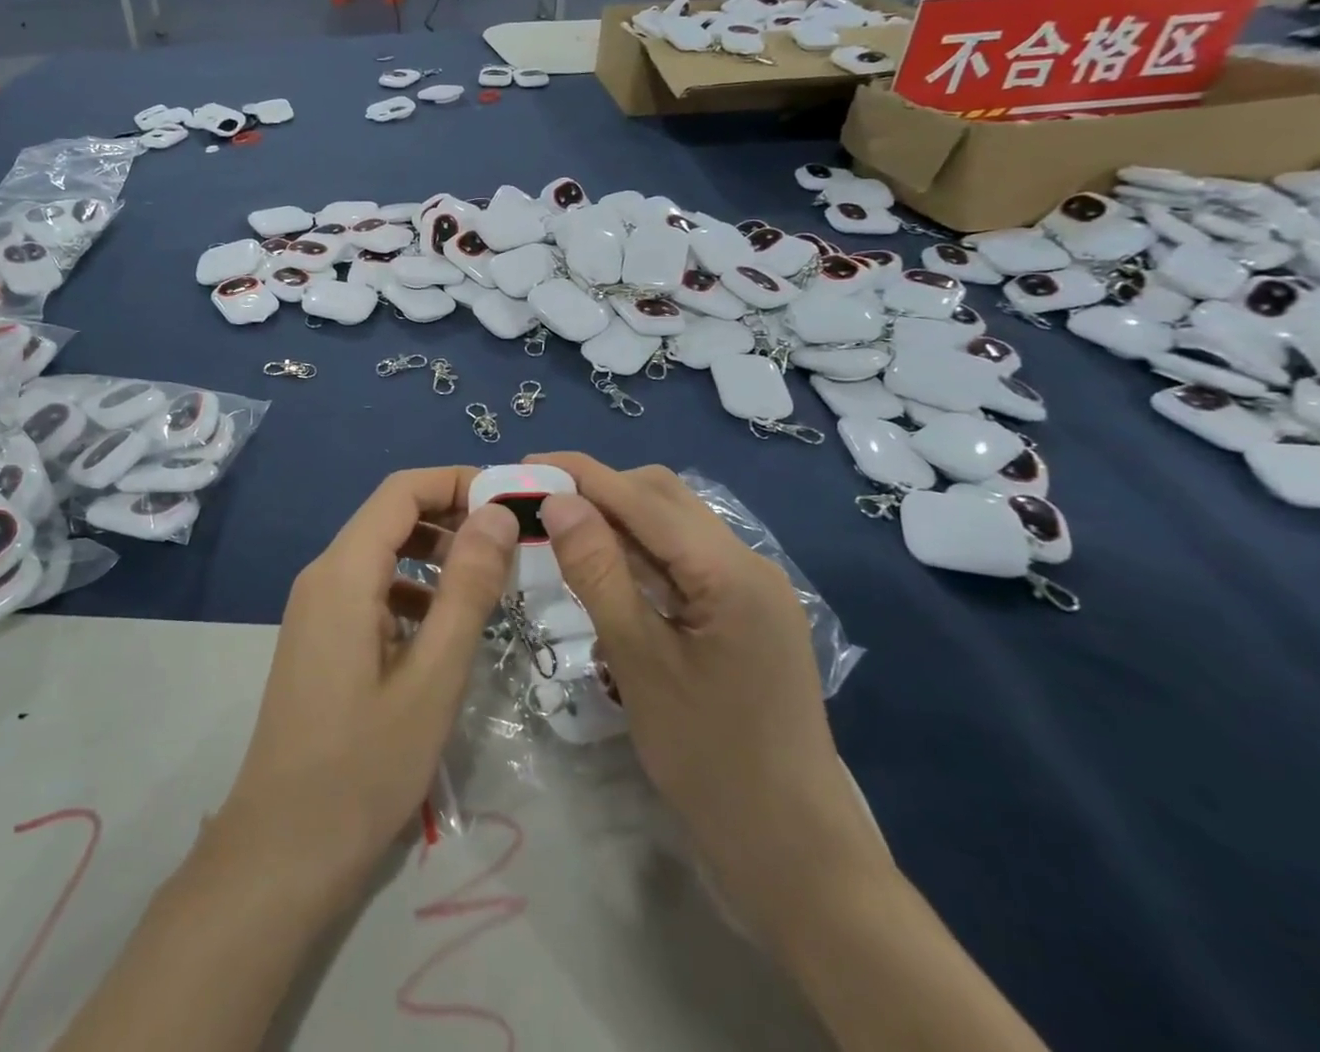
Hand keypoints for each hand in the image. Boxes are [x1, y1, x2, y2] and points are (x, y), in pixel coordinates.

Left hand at [215, 468, 516, 899]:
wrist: (283, 850)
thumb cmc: (364, 765)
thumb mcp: (434, 675)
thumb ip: (467, 588)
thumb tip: (496, 515)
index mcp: (344, 572)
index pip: (402, 491)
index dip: (457, 482)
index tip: (512, 500)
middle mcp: (323, 575)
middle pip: (390, 516)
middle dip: (451, 516)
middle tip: (511, 542)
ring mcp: (316, 607)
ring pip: (381, 553)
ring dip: (434, 554)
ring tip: (490, 581)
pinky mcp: (320, 637)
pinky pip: (371, 590)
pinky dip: (412, 590)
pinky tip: (445, 627)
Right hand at [527, 454, 887, 939]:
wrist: (795, 853)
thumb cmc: (711, 760)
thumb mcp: (640, 662)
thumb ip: (599, 573)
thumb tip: (559, 501)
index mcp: (730, 571)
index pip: (643, 498)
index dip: (581, 474)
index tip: (525, 466)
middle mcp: (749, 563)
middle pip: (664, 498)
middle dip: (600, 489)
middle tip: (539, 504)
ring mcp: (752, 589)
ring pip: (675, 526)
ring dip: (619, 519)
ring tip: (562, 529)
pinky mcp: (746, 613)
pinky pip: (686, 561)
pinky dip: (641, 553)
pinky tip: (606, 567)